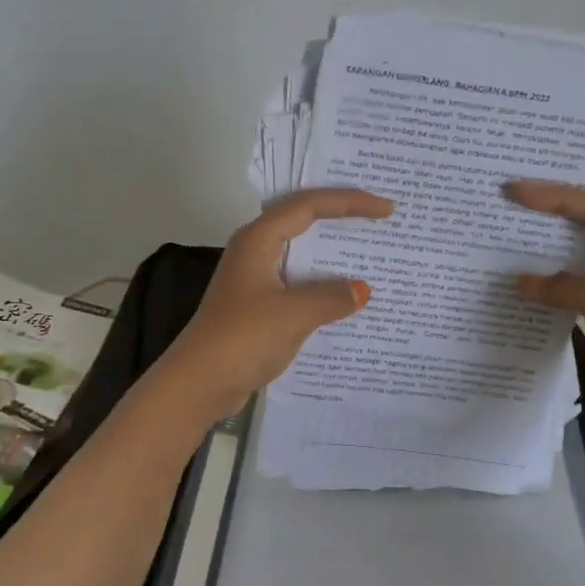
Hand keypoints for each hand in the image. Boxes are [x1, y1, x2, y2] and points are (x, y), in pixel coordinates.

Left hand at [158, 187, 394, 420]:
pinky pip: (298, 282)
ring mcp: (255, 279)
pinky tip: (346, 296)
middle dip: (340, 216)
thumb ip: (332, 297)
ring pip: (300, 253)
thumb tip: (362, 290)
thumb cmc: (243, 338)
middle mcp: (255, 251)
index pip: (308, 205)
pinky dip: (322, 284)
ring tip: (370, 251)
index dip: (349, 202)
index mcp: (258, 240)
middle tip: (379, 216)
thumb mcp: (294, 314)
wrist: (199, 383)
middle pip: (303, 220)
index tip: (385, 210)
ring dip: (332, 252)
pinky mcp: (258, 305)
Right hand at [506, 180, 584, 436]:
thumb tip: (520, 280)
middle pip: (583, 228)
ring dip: (541, 252)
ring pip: (573, 260)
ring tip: (500, 237)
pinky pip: (569, 291)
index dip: (555, 197)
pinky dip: (545, 286)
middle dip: (546, 216)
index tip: (515, 190)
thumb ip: (565, 289)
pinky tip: (517, 282)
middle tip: (503, 204)